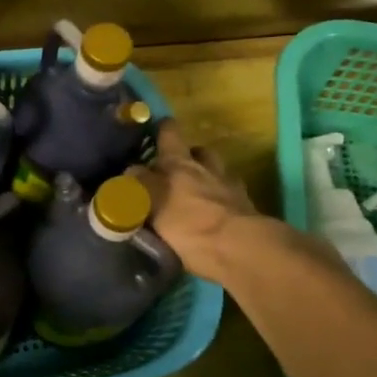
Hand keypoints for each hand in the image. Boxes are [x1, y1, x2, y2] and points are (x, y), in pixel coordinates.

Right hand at [128, 121, 265, 281]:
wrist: (239, 248)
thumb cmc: (188, 225)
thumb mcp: (151, 204)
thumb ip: (138, 185)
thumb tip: (130, 171)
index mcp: (178, 164)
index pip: (169, 134)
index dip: (163, 129)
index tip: (157, 128)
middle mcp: (205, 168)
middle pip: (198, 151)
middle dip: (188, 153)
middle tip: (175, 166)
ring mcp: (229, 187)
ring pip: (218, 171)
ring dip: (208, 174)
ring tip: (197, 189)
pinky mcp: (246, 209)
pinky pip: (231, 195)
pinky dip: (223, 198)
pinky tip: (217, 210)